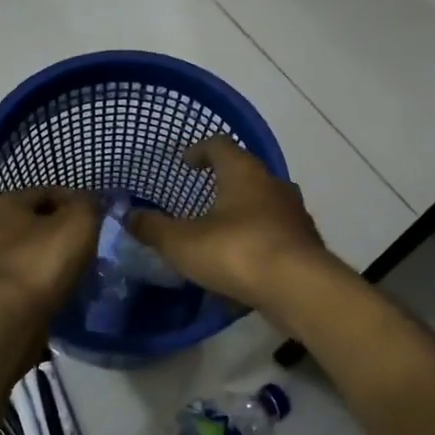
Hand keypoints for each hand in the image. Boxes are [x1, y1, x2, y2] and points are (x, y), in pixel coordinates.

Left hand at [0, 187, 99, 320]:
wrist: (5, 322)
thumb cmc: (41, 263)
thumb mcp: (78, 223)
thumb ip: (87, 204)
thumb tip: (88, 201)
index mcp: (2, 202)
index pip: (48, 192)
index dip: (76, 203)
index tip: (97, 222)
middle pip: (34, 223)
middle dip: (61, 233)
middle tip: (88, 249)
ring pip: (27, 253)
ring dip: (49, 260)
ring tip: (76, 274)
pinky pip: (20, 280)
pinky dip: (38, 283)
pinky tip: (55, 293)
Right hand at [126, 138, 330, 309]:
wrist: (300, 289)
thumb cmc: (237, 252)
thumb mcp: (182, 243)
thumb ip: (153, 228)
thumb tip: (128, 215)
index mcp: (244, 173)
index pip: (220, 145)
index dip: (199, 150)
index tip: (184, 162)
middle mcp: (274, 185)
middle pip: (246, 174)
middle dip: (223, 184)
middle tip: (200, 199)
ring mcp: (294, 215)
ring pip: (264, 205)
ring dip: (243, 214)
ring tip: (220, 234)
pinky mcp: (306, 245)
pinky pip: (276, 235)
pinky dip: (258, 242)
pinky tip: (243, 265)